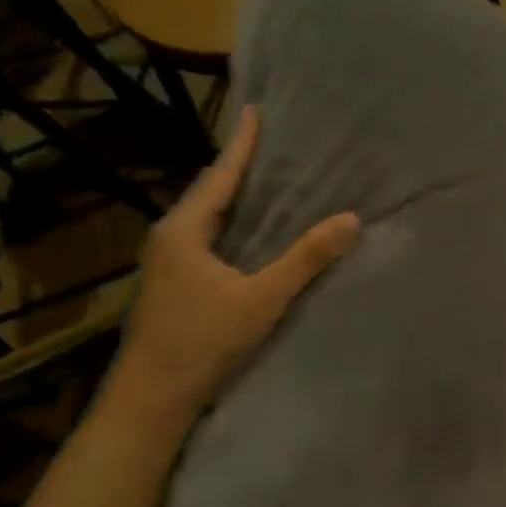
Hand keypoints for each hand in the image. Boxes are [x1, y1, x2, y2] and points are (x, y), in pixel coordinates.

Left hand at [111, 105, 359, 419]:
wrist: (154, 395)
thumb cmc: (203, 340)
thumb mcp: (262, 298)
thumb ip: (306, 259)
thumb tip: (351, 220)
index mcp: (185, 229)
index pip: (220, 175)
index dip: (242, 144)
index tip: (257, 111)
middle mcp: (172, 237)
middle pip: (212, 192)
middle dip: (240, 167)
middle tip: (272, 144)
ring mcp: (170, 263)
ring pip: (210, 218)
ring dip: (237, 198)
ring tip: (268, 181)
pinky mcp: (177, 285)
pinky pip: (210, 240)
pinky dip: (234, 226)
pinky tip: (253, 234)